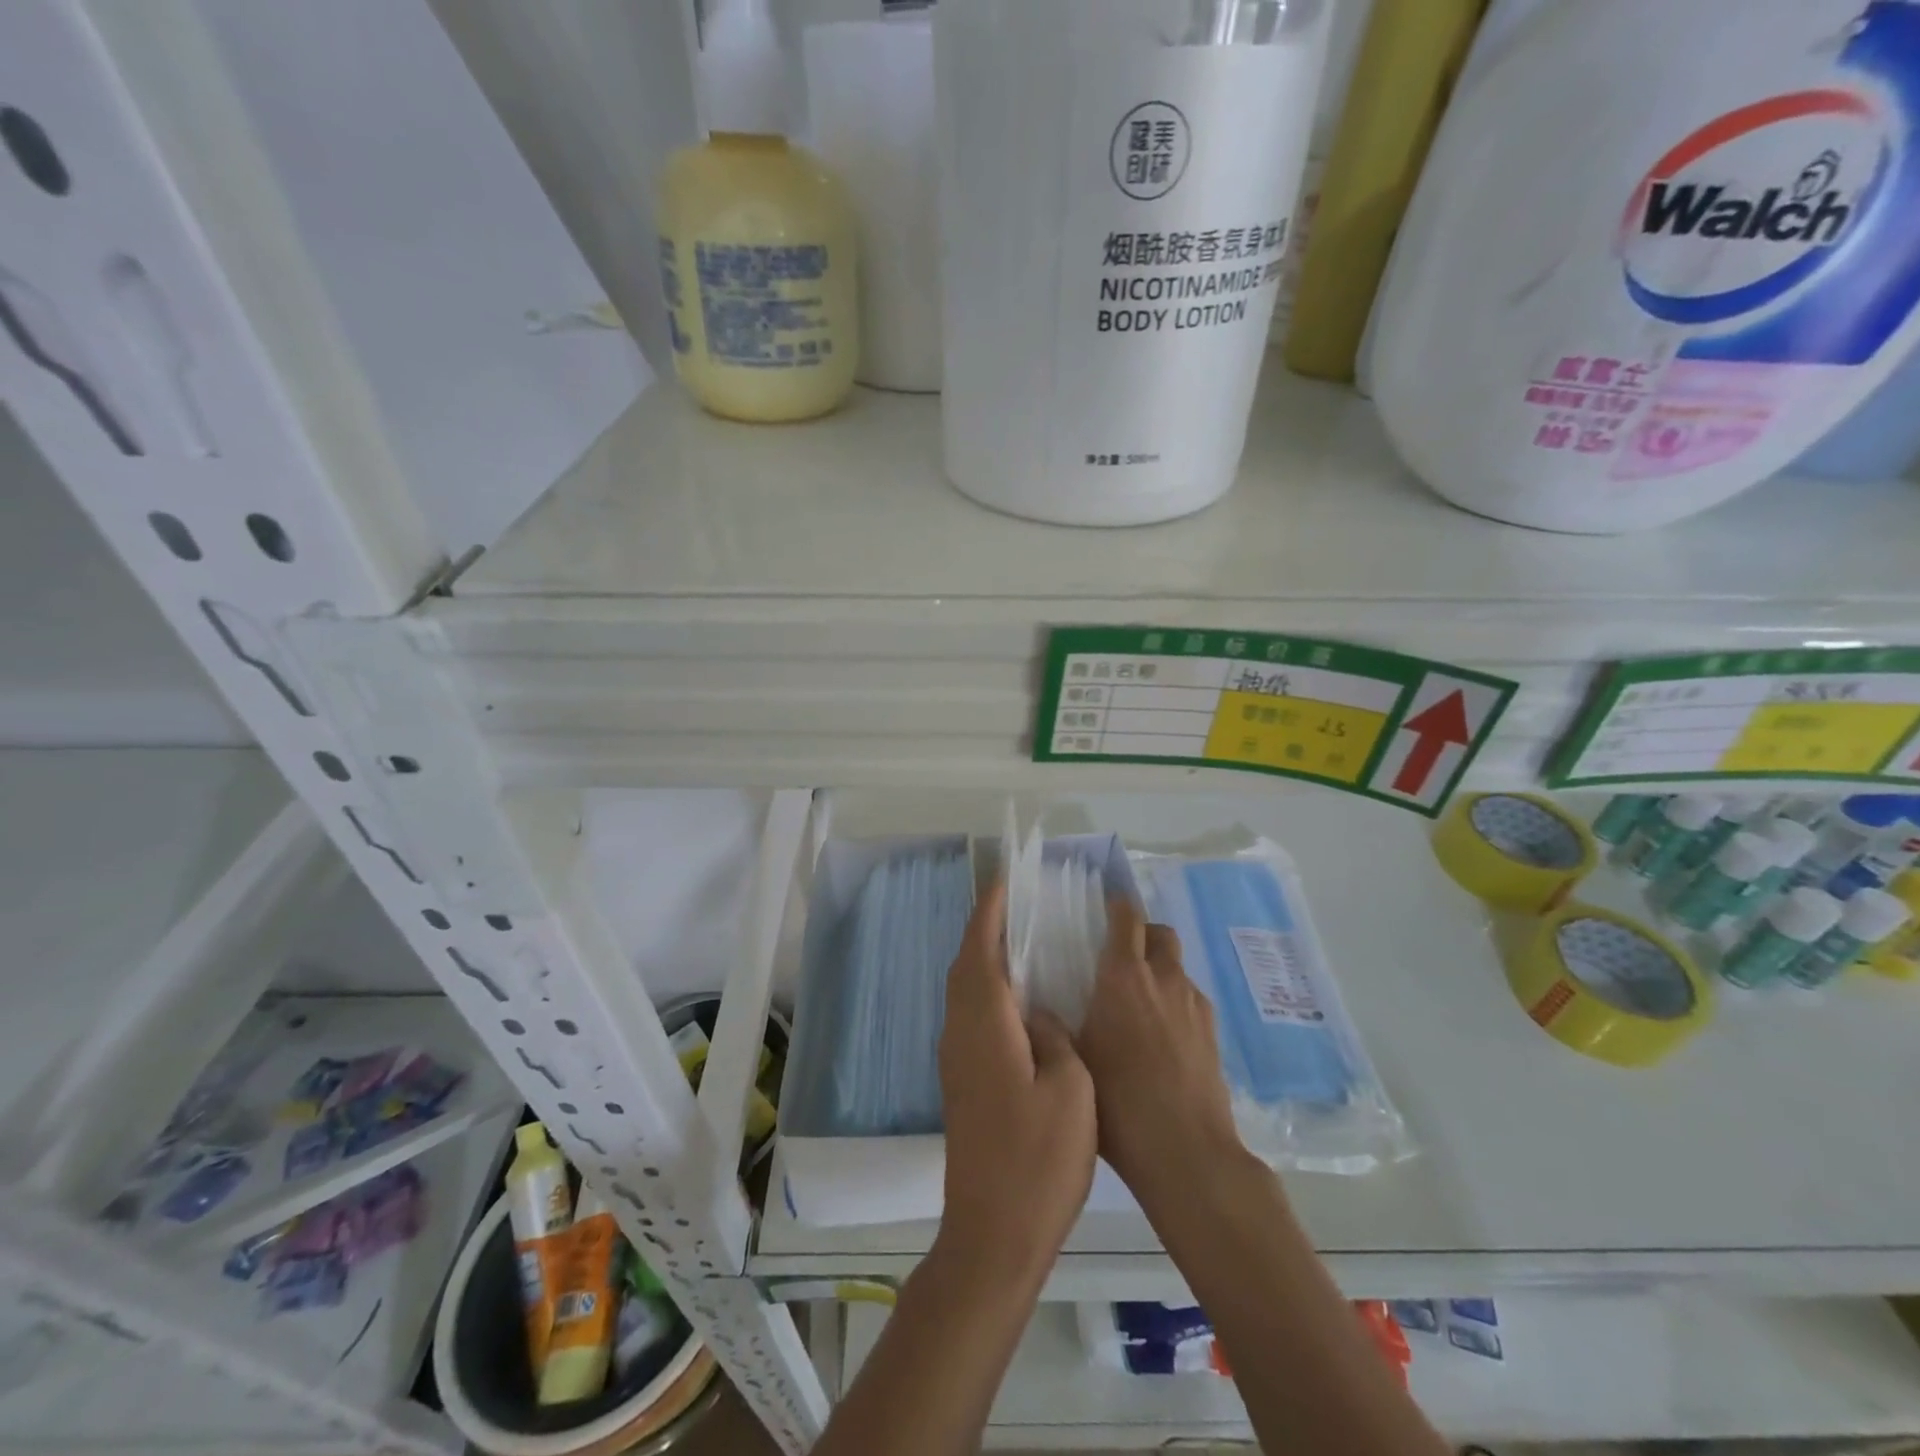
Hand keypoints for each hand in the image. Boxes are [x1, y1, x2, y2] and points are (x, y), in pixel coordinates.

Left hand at [938, 881, 1096, 1282]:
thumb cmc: (1038, 1158)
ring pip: (966, 993)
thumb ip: (1054, 1038)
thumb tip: (1039, 1017)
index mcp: (984, 1024)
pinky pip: (973, 1017)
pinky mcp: (963, 1083)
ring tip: (1023, 945)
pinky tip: (1021, 1005)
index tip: (1004, 882)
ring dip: (986, 961)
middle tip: (1018, 907)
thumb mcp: (1070, 1089)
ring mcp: (957, 1060)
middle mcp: (961, 1032)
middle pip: (967, 967)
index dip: (990, 913)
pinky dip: (990, 993)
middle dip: (986, 931)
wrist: (994, 1233)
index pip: (980, 950)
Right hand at [1077, 899, 1245, 1214]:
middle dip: (1142, 935)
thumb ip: (1060, 1023)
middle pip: (1160, 933)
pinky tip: (1161, 1040)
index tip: (1102, 909)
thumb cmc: (1118, 1101)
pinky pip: (1190, 1000)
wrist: (1185, 1151)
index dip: (1116, 906)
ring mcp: (1194, 1005)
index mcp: (1123, 976)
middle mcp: (1163, 978)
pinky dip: (1174, 1004)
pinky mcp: (1213, 1032)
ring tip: (1138, 1006)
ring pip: (1176, 968)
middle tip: (1119, 959)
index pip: (1126, 917)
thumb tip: (1042, 1007)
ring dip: (1158, 971)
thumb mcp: (1074, 1057)